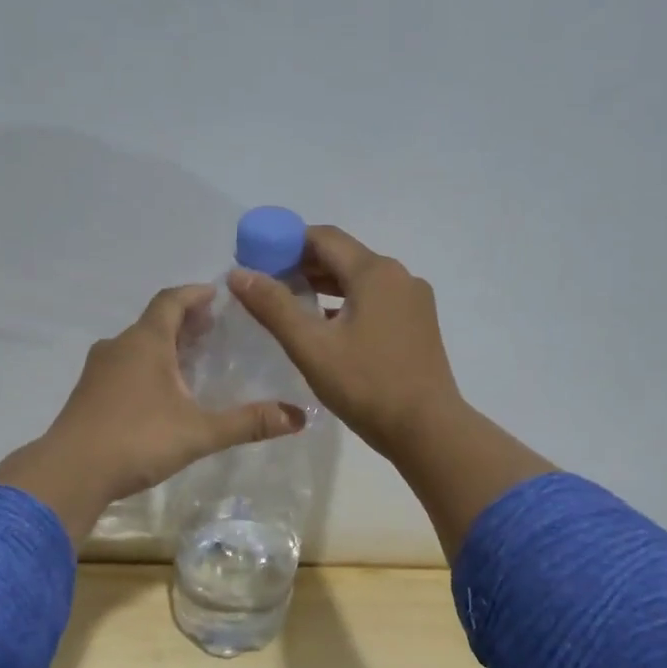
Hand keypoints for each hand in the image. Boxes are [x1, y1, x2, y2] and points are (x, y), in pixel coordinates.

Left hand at [0, 285, 306, 539]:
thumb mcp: (200, 432)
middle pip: (154, 321)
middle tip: (213, 329)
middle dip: (184, 321)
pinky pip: (123, 367)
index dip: (195, 294)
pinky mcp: (87, 394)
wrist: (70, 472)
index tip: (217, 294)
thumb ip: (248, 423)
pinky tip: (159, 394)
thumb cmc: (137, 440)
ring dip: (163, 345)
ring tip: (190, 360)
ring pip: (136, 345)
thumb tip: (300, 416)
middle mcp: (118, 346)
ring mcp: (98, 371)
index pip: (171, 300)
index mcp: (145, 342)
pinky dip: (145, 367)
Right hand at [229, 226, 462, 459]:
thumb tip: (239, 274)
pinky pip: (376, 300)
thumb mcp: (312, 347)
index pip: (323, 238)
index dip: (285, 243)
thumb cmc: (367, 385)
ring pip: (360, 280)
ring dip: (324, 285)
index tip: (256, 261)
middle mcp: (399, 276)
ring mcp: (413, 300)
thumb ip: (273, 307)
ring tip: (290, 303)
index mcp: (375, 272)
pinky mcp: (418, 324)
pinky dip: (347, 303)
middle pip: (343, 256)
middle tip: (266, 285)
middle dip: (303, 265)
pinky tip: (327, 326)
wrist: (427, 429)